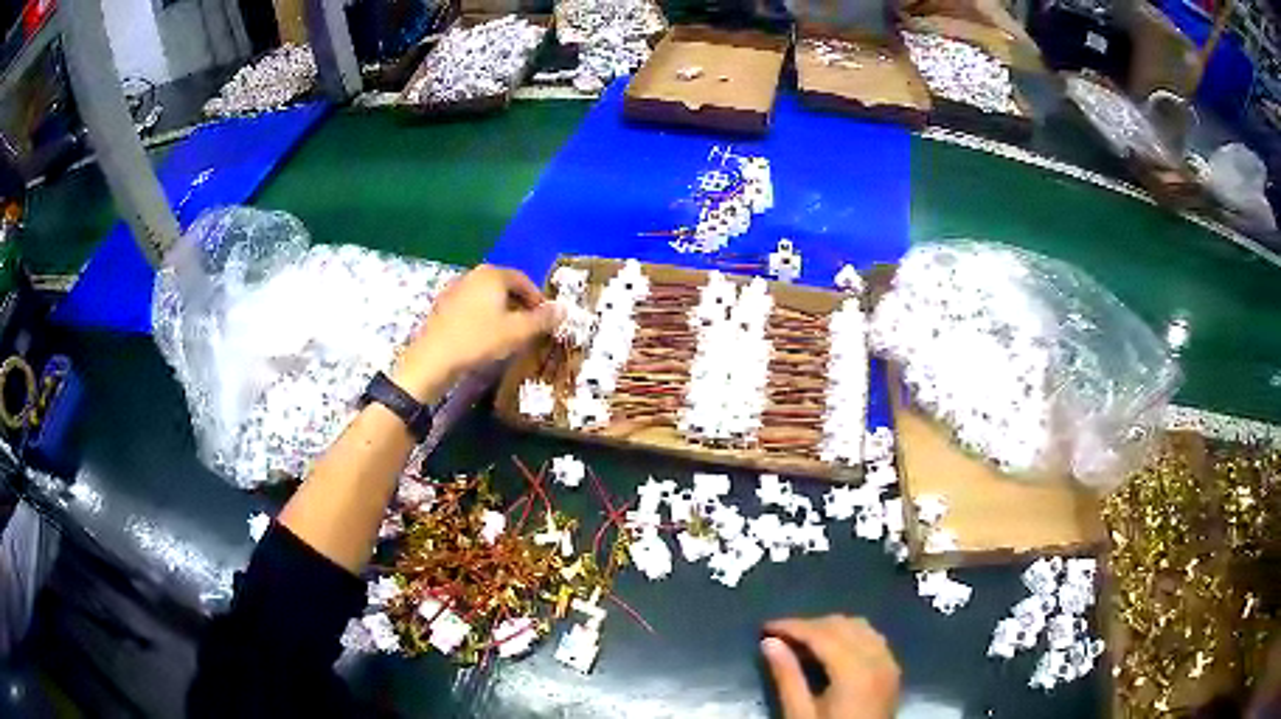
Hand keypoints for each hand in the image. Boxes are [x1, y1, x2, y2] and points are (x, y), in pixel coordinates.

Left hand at [392, 265, 561, 400]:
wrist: (433, 358)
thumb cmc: (478, 340)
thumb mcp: (517, 332)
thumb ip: (542, 320)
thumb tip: (564, 309)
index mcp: (493, 274)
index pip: (524, 280)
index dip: (538, 299)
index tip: (545, 318)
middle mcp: (474, 274)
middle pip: (504, 286)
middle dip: (519, 304)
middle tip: (529, 326)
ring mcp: (455, 289)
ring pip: (487, 296)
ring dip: (501, 311)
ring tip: (508, 333)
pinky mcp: (443, 305)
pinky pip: (471, 306)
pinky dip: (482, 316)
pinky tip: (483, 336)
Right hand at [762, 616, 900, 718]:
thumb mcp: (800, 715)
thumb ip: (787, 677)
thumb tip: (769, 643)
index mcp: (855, 671)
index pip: (822, 634)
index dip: (793, 627)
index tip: (765, 627)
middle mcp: (878, 659)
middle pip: (842, 626)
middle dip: (810, 626)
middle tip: (779, 636)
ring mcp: (889, 664)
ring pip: (860, 628)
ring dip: (830, 629)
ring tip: (802, 643)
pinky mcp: (892, 671)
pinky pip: (872, 639)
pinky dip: (850, 636)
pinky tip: (831, 650)